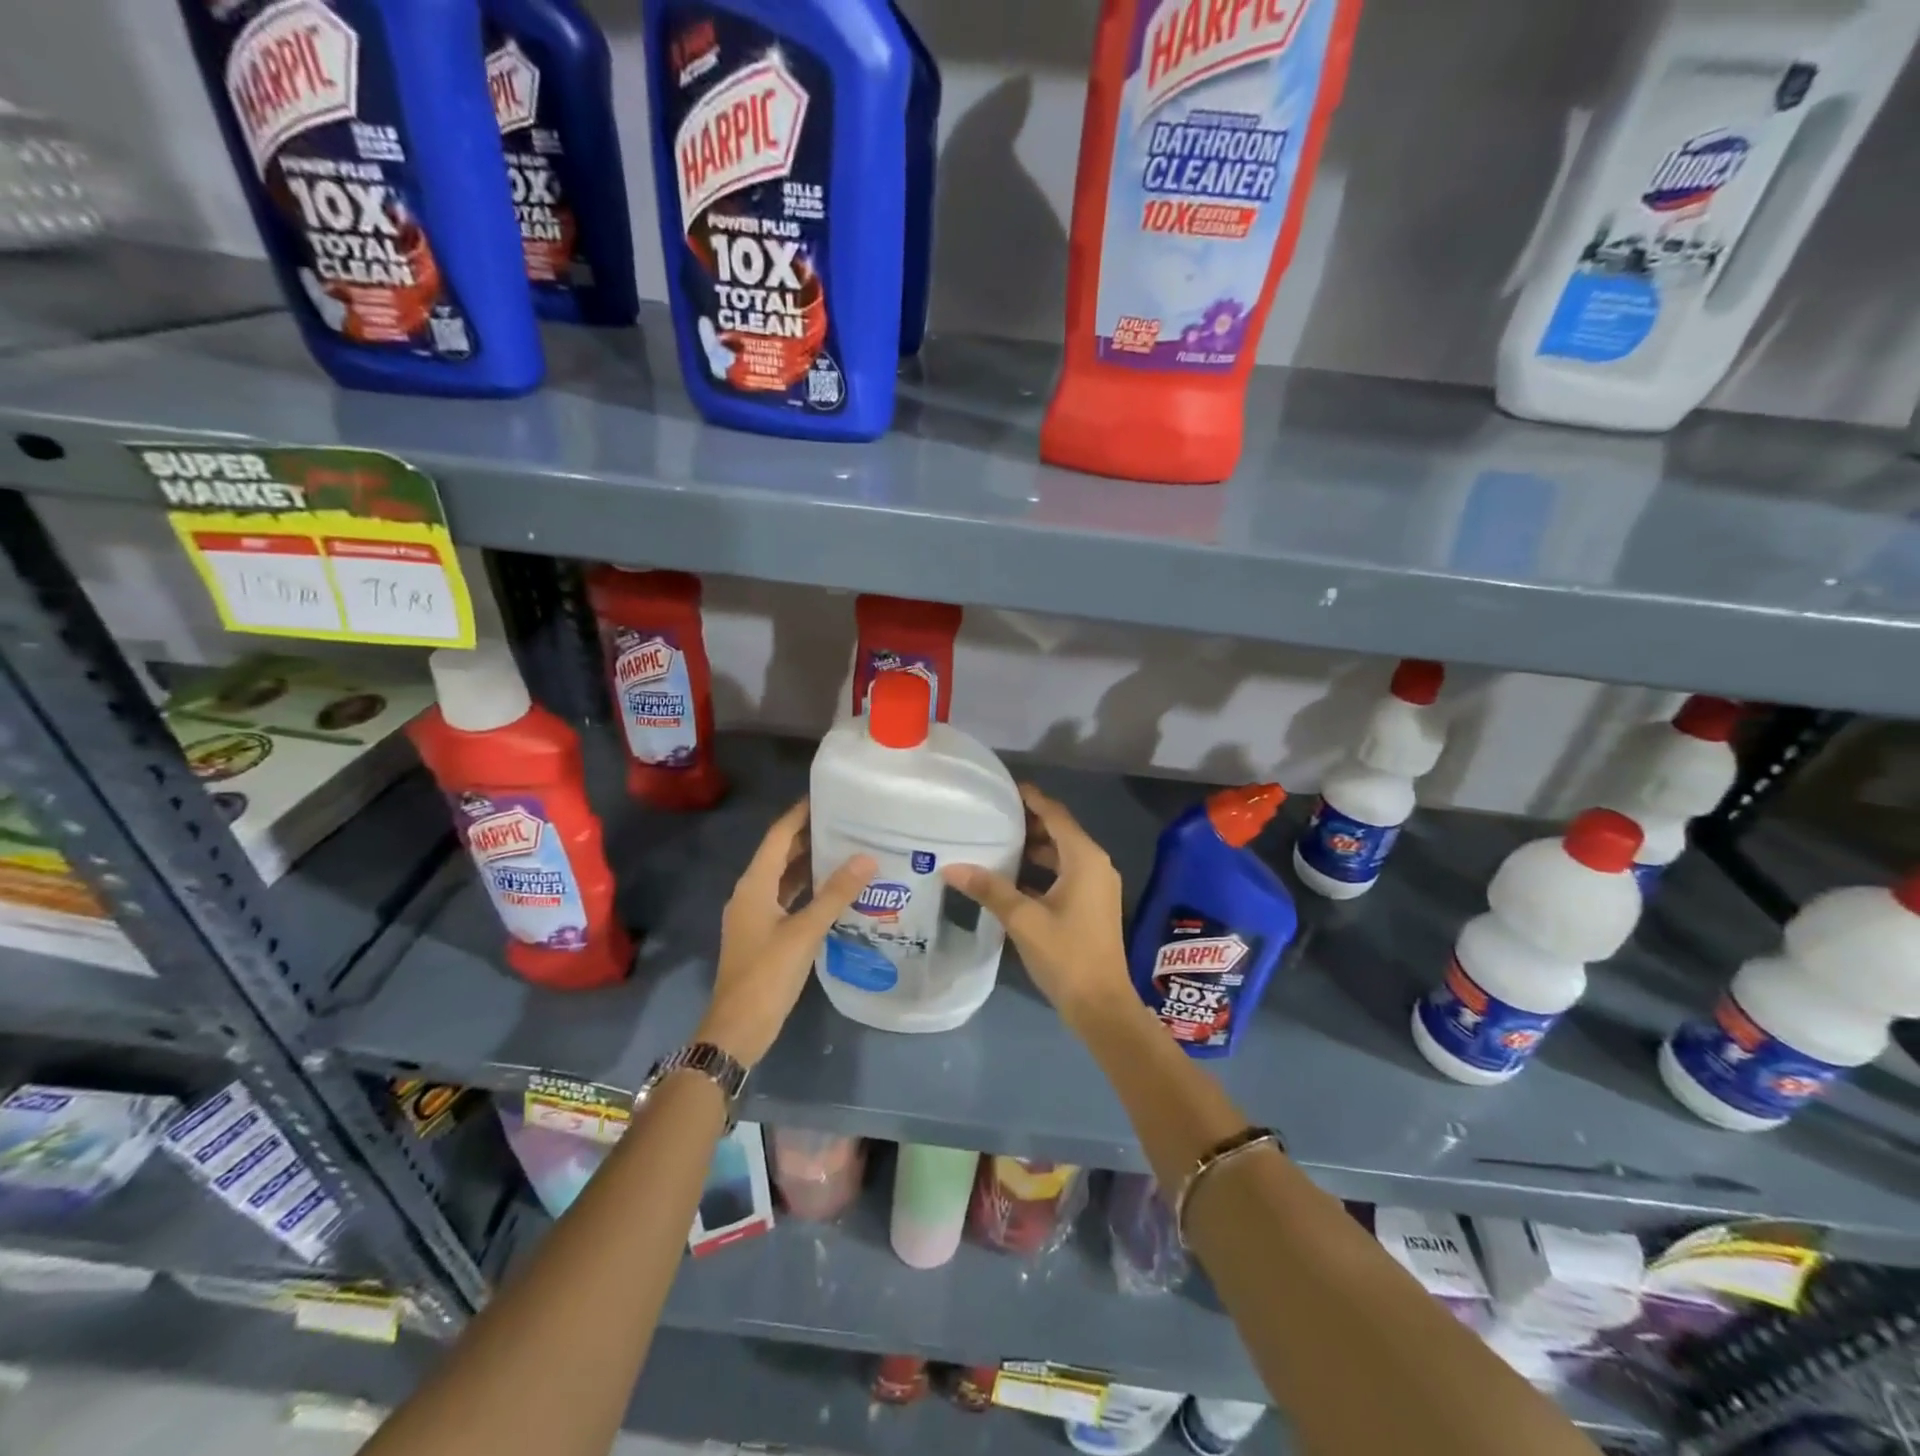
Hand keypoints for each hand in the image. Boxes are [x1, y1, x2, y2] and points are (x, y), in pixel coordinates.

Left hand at [699, 800, 875, 1067]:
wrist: (737, 1028)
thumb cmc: (766, 975)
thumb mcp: (804, 932)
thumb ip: (835, 894)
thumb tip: (866, 858)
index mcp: (754, 885)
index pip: (778, 837)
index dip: (799, 814)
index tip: (826, 796)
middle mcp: (750, 893)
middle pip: (779, 854)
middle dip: (808, 835)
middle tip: (846, 820)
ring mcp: (754, 915)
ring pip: (783, 878)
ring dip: (809, 863)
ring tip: (845, 848)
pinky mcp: (763, 934)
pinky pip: (786, 899)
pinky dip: (806, 889)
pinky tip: (833, 890)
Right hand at [942, 784, 1130, 1028]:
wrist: (1101, 1006)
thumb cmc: (1066, 955)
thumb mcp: (1023, 920)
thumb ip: (989, 889)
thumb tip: (951, 867)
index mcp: (1085, 859)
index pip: (1055, 814)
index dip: (1031, 798)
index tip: (1003, 788)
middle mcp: (1095, 865)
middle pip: (1059, 832)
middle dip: (1028, 823)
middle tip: (991, 815)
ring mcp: (1095, 887)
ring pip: (1061, 855)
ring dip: (1033, 848)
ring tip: (995, 842)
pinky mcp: (1091, 905)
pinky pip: (1064, 874)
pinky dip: (1040, 870)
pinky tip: (1010, 877)